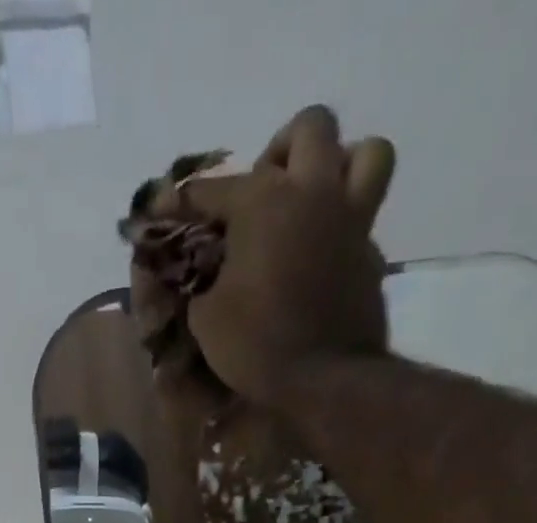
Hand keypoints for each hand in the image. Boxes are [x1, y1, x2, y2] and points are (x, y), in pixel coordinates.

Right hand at [183, 107, 395, 406]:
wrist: (325, 379)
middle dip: (284, 150)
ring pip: (365, 153)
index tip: (165, 210)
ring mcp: (351, 219)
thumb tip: (205, 273)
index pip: (212, 187)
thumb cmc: (258, 345)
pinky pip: (364, 215)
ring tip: (314, 199)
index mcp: (264, 200)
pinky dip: (344, 224)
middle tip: (267, 189)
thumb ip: (202, 281)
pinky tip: (323, 252)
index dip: (183, 200)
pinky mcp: (371, 253)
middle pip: (310, 128)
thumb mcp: (207, 319)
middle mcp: (313, 192)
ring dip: (339, 165)